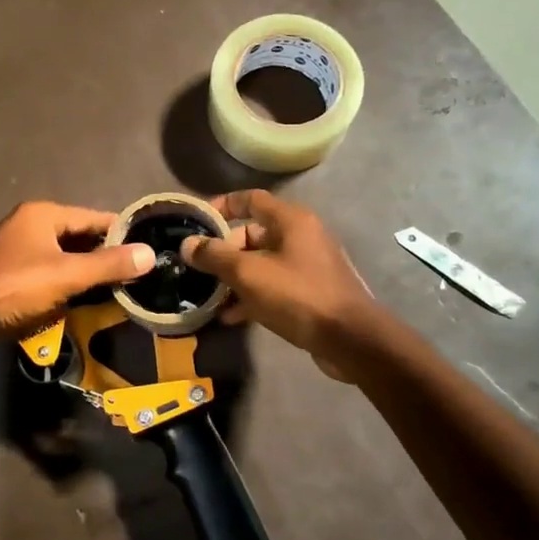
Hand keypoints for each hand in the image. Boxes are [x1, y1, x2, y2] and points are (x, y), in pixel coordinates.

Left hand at [0, 202, 154, 339]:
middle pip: (79, 236)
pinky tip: (83, 299)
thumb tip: (150, 253)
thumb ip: (109, 264)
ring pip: (65, 256)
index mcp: (44, 214)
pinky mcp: (11, 271)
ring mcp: (18, 248)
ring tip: (117, 289)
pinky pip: (49, 271)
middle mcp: (30, 223)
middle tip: (136, 275)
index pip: (94, 217)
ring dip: (86, 272)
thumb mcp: (67, 275)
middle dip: (105, 255)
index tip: (148, 251)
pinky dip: (67, 282)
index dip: (122, 233)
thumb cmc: (15, 287)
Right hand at [181, 190, 377, 379]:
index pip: (251, 199)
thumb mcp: (249, 273)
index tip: (197, 223)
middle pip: (253, 234)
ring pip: (261, 263)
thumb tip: (188, 244)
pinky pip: (273, 286)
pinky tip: (231, 317)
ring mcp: (307, 266)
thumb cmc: (298, 296)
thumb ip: (215, 256)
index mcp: (291, 221)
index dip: (222, 206)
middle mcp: (301, 237)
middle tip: (200, 270)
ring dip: (235, 278)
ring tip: (209, 296)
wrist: (350, 339)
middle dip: (224, 251)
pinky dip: (252, 296)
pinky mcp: (310, 293)